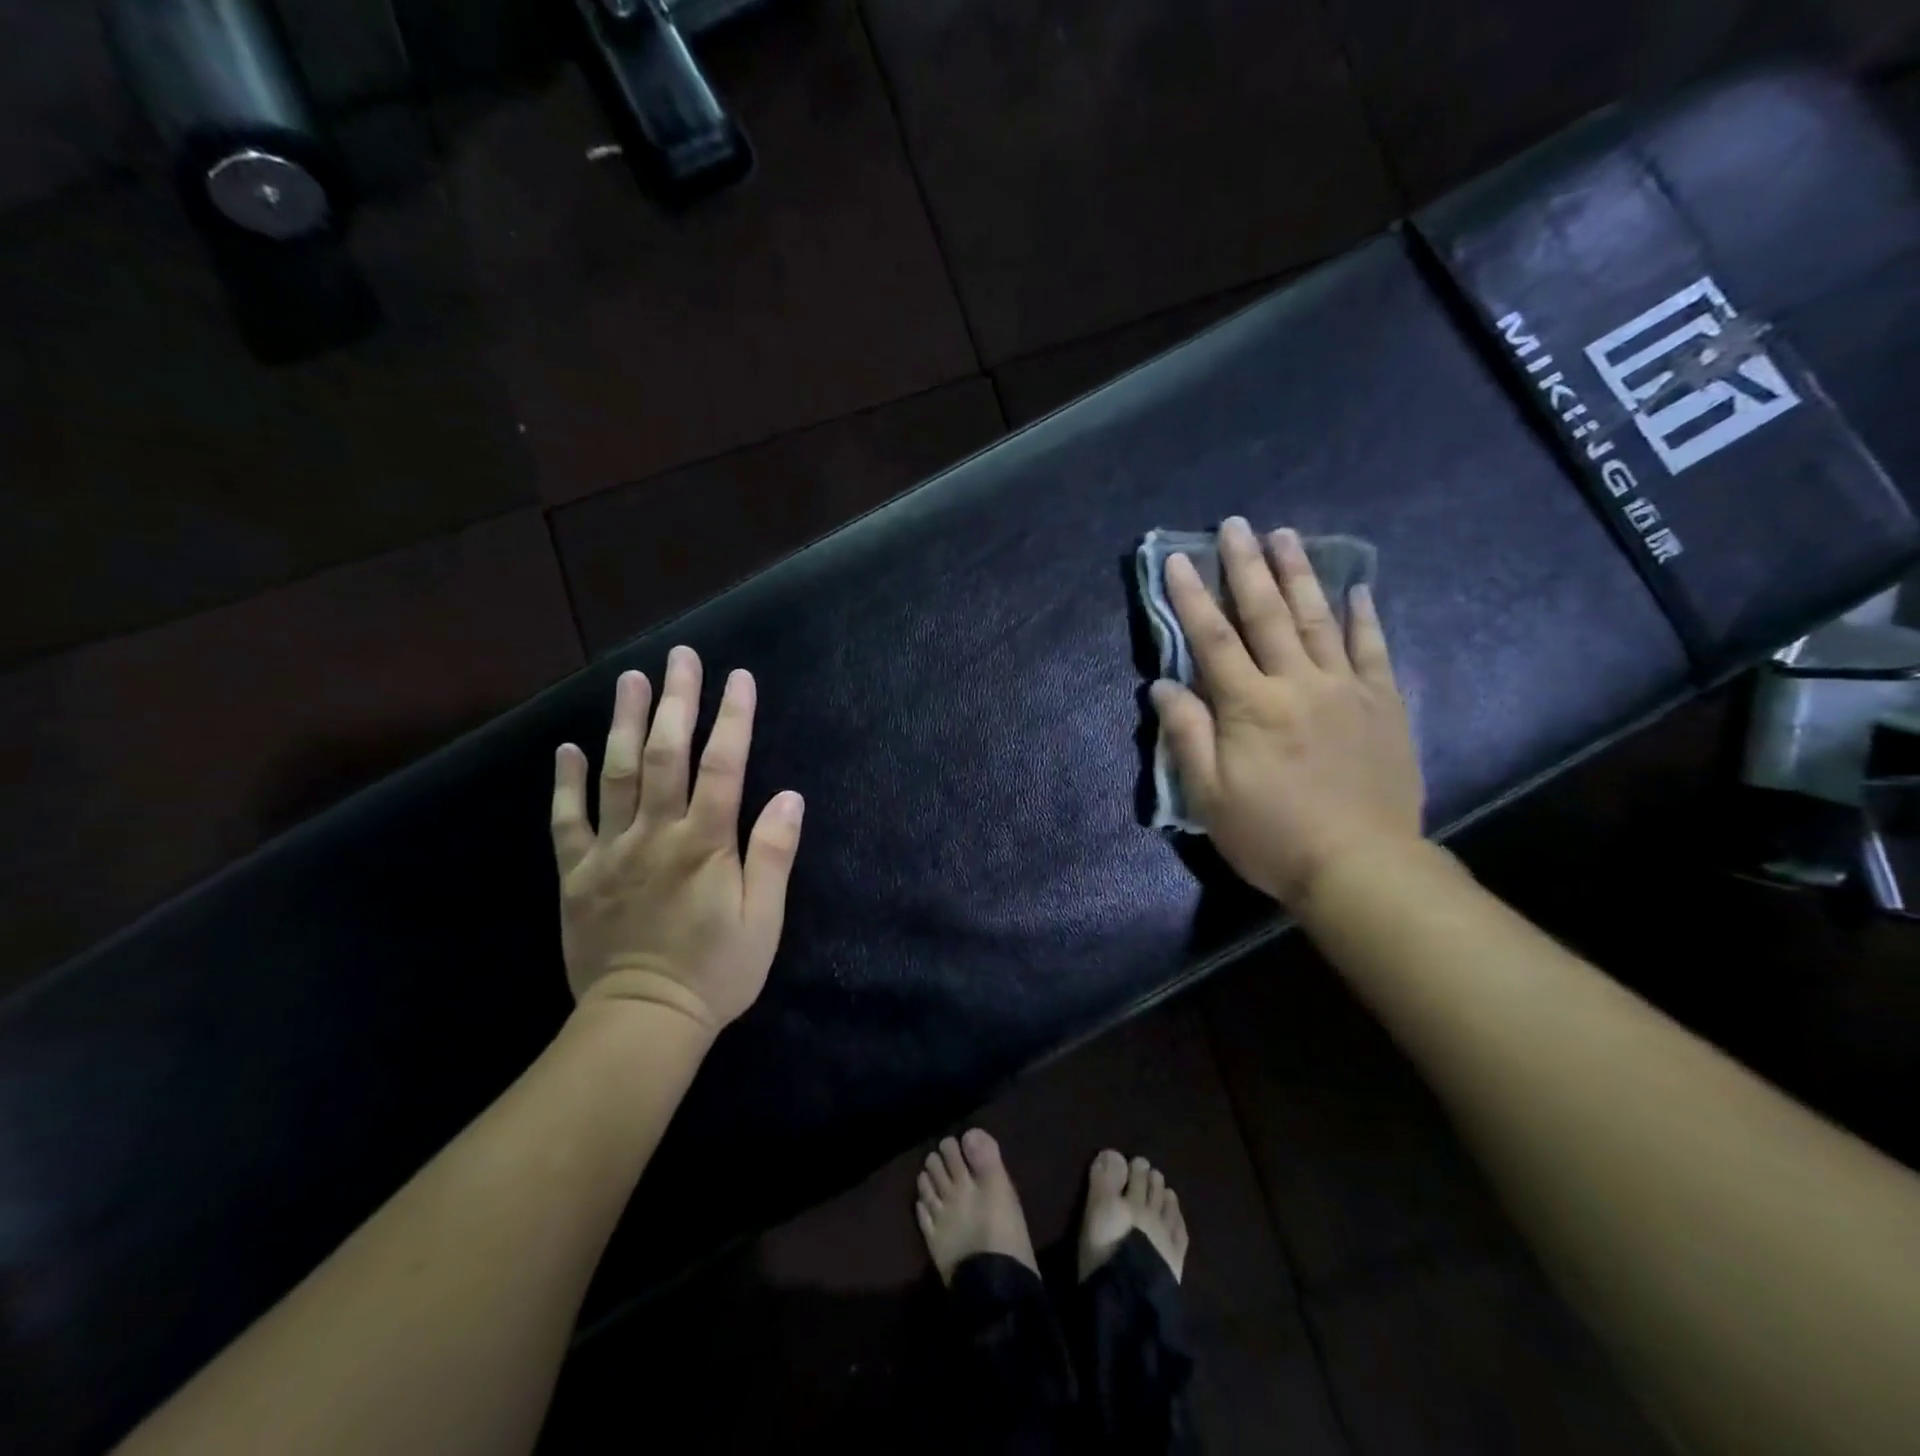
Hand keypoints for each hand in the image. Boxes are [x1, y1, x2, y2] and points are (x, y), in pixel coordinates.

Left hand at [550, 646, 804, 1035]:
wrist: (643, 1021)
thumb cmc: (715, 972)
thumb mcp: (763, 920)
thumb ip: (773, 855)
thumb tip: (790, 797)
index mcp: (705, 844)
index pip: (724, 766)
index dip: (733, 719)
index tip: (739, 678)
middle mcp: (656, 835)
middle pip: (666, 755)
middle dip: (677, 701)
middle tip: (681, 656)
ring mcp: (611, 851)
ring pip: (616, 774)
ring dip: (625, 723)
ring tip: (631, 679)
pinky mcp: (577, 874)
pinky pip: (567, 821)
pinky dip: (566, 782)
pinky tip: (568, 748)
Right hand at [1151, 518, 1423, 907]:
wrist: (1360, 867)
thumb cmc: (1271, 834)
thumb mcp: (1208, 795)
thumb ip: (1186, 734)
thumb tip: (1163, 685)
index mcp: (1249, 705)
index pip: (1212, 639)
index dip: (1192, 597)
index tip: (1178, 559)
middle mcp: (1297, 683)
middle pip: (1267, 614)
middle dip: (1246, 567)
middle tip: (1236, 524)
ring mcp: (1345, 689)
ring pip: (1319, 619)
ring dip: (1300, 574)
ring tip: (1287, 535)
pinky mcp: (1382, 704)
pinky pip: (1372, 650)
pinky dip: (1364, 617)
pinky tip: (1359, 589)